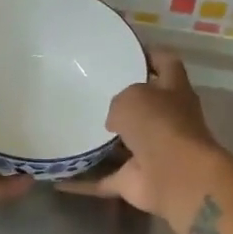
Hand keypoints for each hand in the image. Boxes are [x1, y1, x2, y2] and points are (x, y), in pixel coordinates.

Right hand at [59, 53, 218, 214]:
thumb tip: (115, 122)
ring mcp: (152, 153)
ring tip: (68, 129)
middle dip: (122, 102)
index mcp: (174, 91)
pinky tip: (58, 178)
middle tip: (87, 92)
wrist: (175, 175)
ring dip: (102, 143)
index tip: (126, 51)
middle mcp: (167, 120)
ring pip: (124, 144)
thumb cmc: (158, 123)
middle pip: (145, 106)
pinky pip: (104, 179)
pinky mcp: (136, 180)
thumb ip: (120, 101)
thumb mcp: (132, 96)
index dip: (150, 55)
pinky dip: (83, 182)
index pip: (166, 64)